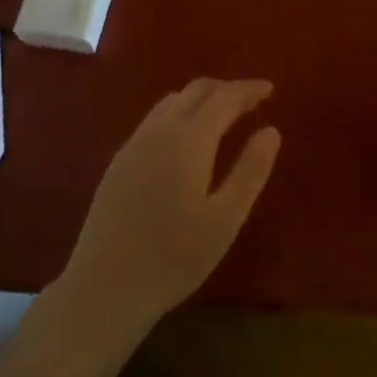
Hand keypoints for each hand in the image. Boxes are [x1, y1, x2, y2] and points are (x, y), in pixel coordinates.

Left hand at [61, 79, 281, 336]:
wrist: (105, 287)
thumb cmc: (174, 257)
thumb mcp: (225, 219)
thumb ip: (250, 171)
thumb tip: (271, 131)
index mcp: (188, 140)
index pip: (223, 97)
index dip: (248, 89)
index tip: (270, 89)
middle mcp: (158, 131)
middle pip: (195, 91)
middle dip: (226, 89)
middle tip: (252, 102)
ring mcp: (133, 145)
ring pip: (171, 102)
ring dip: (201, 99)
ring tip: (224, 116)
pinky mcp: (119, 162)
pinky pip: (155, 120)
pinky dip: (180, 114)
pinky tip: (187, 141)